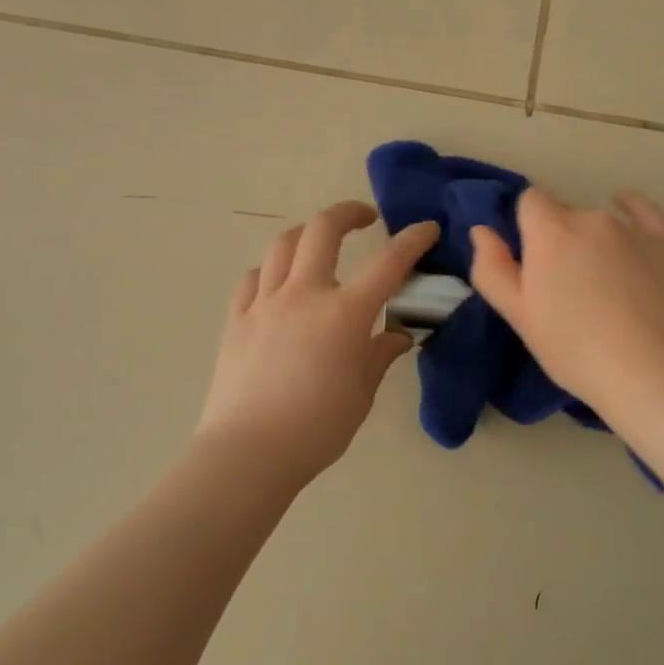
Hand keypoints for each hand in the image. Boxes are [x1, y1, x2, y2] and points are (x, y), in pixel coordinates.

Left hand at [196, 202, 439, 486]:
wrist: (249, 451)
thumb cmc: (317, 427)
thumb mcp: (361, 393)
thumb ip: (379, 354)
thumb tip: (397, 336)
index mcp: (343, 313)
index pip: (387, 263)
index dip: (412, 241)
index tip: (427, 228)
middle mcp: (304, 294)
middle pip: (322, 230)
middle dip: (348, 212)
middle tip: (365, 218)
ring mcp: (264, 303)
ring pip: (282, 245)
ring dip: (306, 233)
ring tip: (319, 243)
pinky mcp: (237, 319)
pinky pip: (253, 278)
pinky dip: (271, 270)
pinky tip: (278, 283)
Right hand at [469, 186, 663, 420]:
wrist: (652, 373)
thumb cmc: (573, 348)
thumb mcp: (519, 315)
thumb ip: (492, 268)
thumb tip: (481, 230)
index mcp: (549, 231)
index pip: (529, 201)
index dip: (526, 226)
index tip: (530, 260)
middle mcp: (590, 218)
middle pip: (564, 214)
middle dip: (558, 239)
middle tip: (564, 285)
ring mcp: (632, 229)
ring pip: (601, 220)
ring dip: (593, 239)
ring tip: (602, 283)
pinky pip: (644, 213)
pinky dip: (631, 209)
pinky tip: (626, 209)